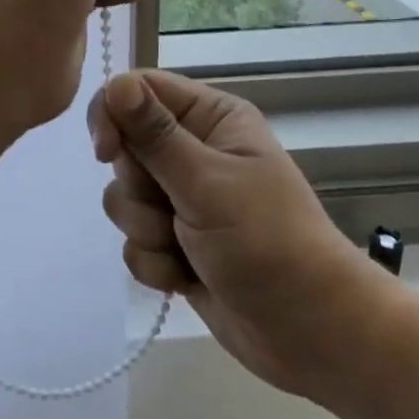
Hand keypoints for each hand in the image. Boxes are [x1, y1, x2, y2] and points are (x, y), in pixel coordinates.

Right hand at [90, 70, 398, 402]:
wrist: (312, 334)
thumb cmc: (268, 242)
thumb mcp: (207, 183)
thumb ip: (155, 135)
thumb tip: (116, 83)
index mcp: (210, 118)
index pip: (138, 90)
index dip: (113, 116)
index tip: (106, 153)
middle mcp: (194, 150)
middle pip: (125, 147)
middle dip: (139, 188)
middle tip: (172, 209)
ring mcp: (184, 198)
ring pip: (124, 198)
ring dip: (147, 230)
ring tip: (186, 249)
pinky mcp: (175, 242)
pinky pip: (134, 241)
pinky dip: (155, 262)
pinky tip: (186, 277)